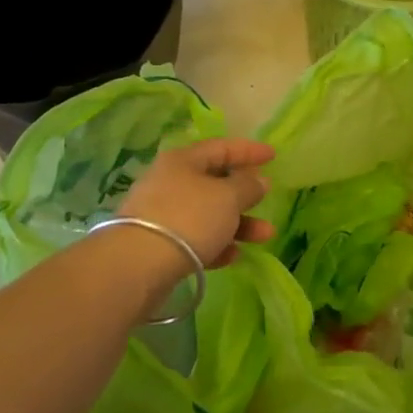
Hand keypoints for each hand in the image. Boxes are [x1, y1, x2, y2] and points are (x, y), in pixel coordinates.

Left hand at [119, 138, 275, 268]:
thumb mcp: (227, 197)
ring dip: (238, 224)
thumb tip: (258, 181)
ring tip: (265, 236)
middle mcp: (170, 182)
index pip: (221, 148)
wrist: (138, 264)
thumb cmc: (189, 218)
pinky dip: (216, 245)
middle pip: (214, 183)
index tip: (273, 155)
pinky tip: (233, 257)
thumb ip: (247, 186)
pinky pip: (195, 239)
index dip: (249, 150)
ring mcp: (162, 214)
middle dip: (245, 195)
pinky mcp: (159, 245)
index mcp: (183, 161)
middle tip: (266, 200)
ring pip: (208, 214)